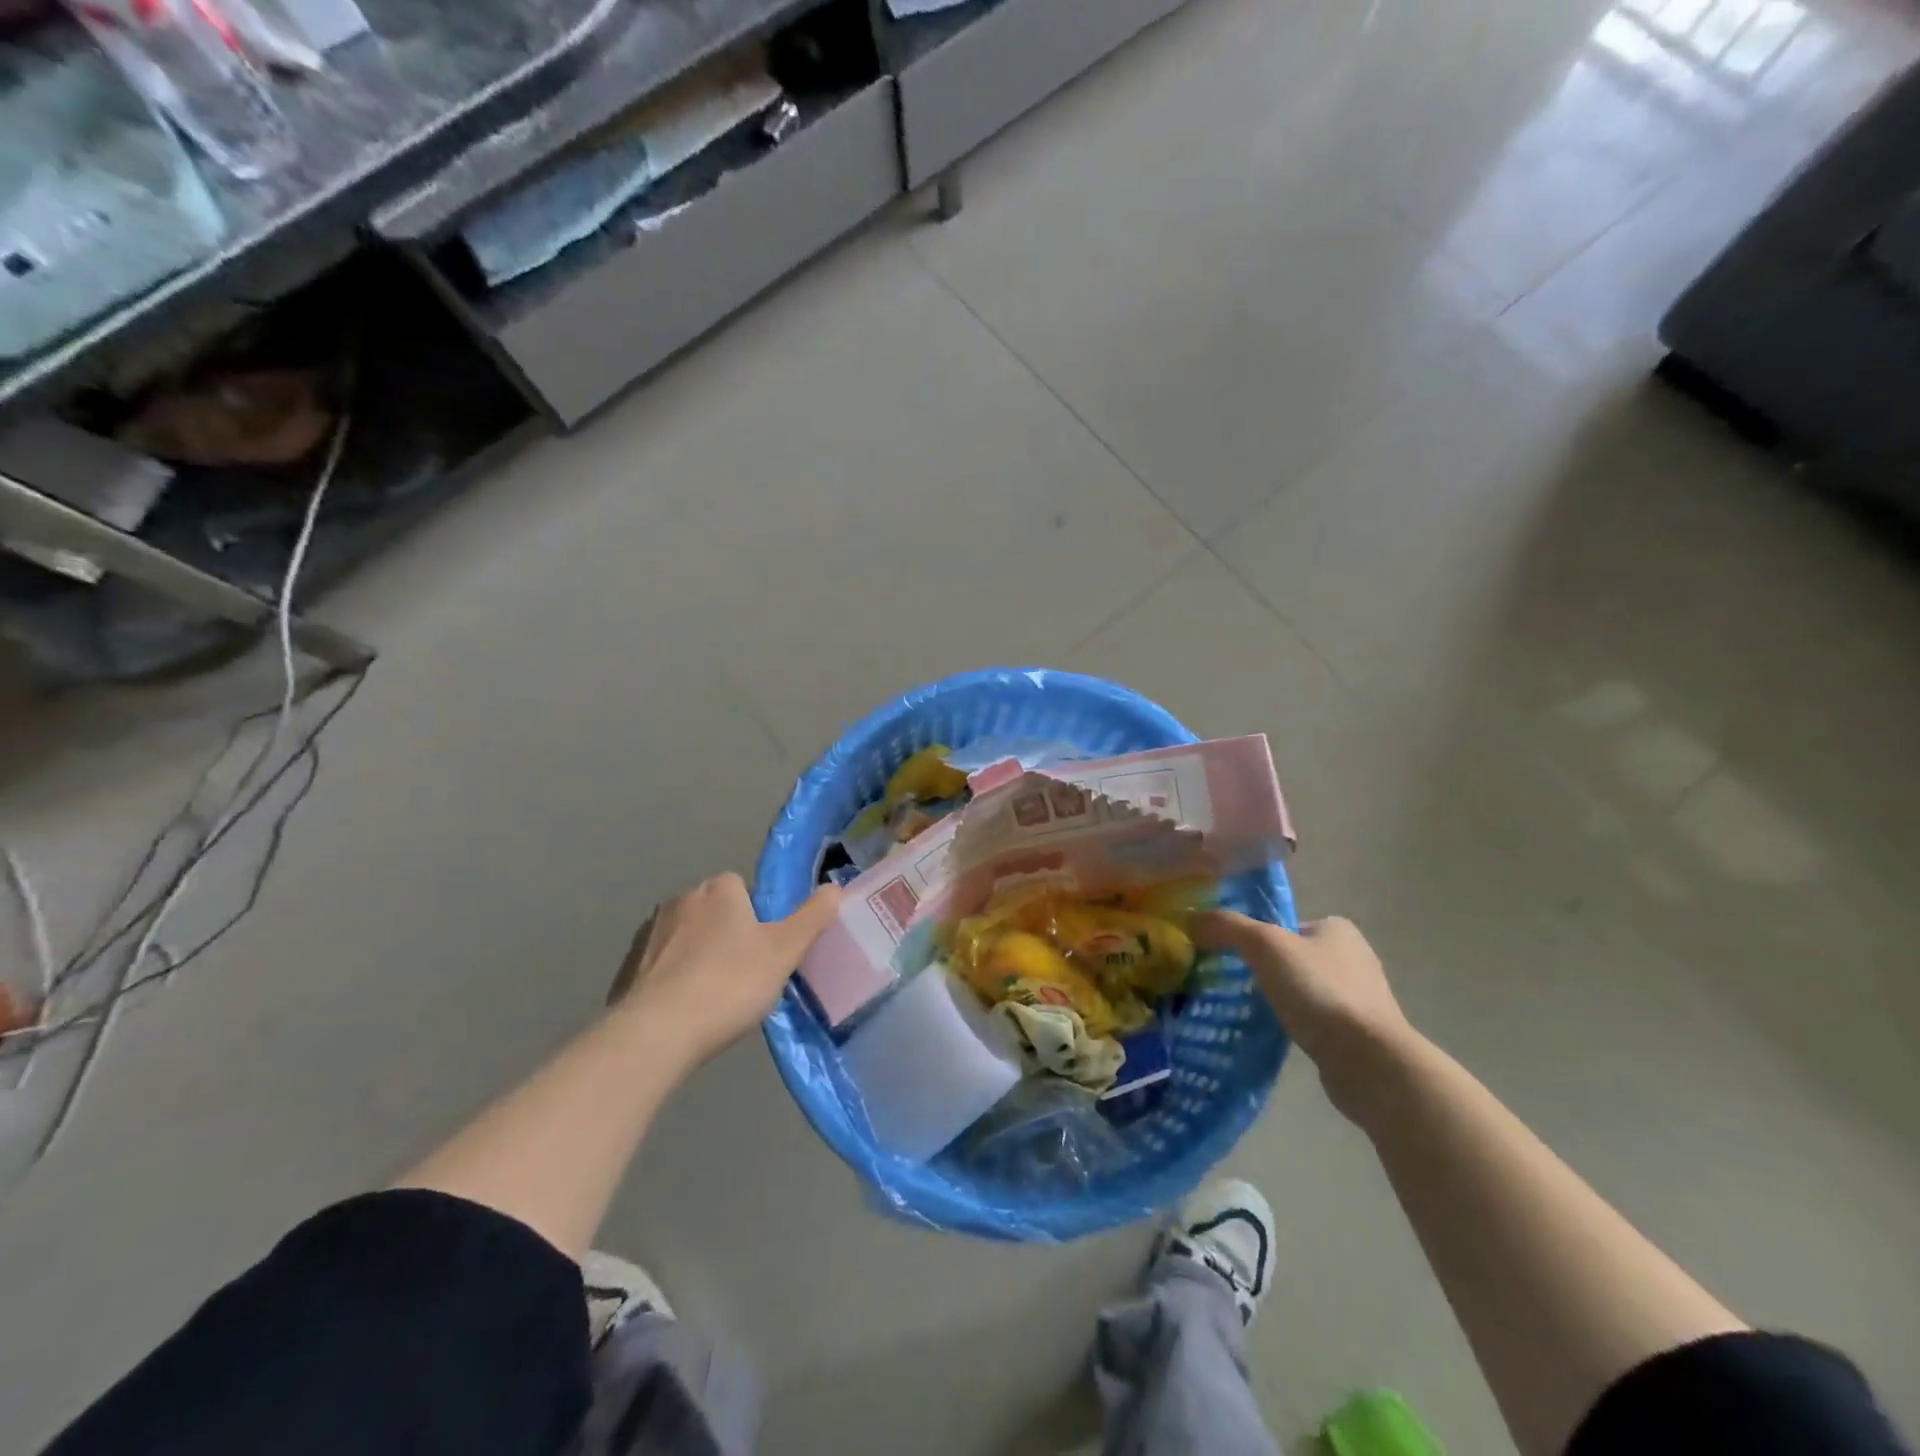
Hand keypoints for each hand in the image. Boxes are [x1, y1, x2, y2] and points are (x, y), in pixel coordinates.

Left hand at [610, 873, 840, 1068]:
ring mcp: (651, 931)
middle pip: (715, 910)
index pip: (743, 887)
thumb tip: (834, 887)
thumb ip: (812, 917)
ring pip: (688, 936)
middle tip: (747, 974)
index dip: (758, 916)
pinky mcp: (629, 965)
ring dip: (700, 955)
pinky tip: (686, 1008)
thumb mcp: (785, 951)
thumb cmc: (730, 983)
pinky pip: (663, 963)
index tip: (766, 949)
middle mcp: (682, 898)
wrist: (658, 1032)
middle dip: (728, 933)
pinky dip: (675, 977)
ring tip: (716, 995)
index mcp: (720, 888)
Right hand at [1192, 911, 1415, 1115]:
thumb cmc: (1319, 991)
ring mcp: (1359, 999)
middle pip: (1291, 957)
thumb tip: (1192, 918)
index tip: (1229, 956)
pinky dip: (1294, 1025)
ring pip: (1302, 990)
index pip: (1284, 924)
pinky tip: (1273, 1035)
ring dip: (1278, 999)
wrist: (1369, 1062)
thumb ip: (1228, 926)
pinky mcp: (1358, 1035)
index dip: (1254, 936)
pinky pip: (1313, 1021)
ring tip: (1245, 1010)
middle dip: (1263, 969)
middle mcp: (1353, 958)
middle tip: (1229, 983)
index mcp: (1337, 929)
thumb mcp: (1264, 946)